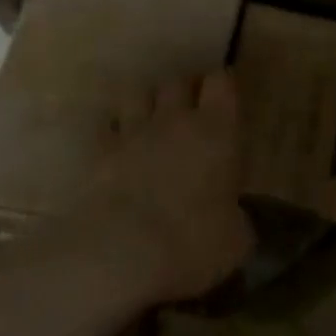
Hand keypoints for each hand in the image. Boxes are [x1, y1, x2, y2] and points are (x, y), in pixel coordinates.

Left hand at [73, 71, 253, 303]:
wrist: (122, 254)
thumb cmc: (193, 243)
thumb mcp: (236, 239)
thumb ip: (236, 217)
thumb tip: (233, 219)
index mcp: (217, 131)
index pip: (221, 82)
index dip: (222, 85)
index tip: (224, 98)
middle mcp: (175, 120)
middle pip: (178, 81)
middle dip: (184, 89)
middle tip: (189, 108)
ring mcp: (133, 133)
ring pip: (137, 93)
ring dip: (146, 101)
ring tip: (151, 119)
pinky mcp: (99, 153)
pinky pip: (106, 126)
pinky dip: (113, 130)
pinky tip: (118, 145)